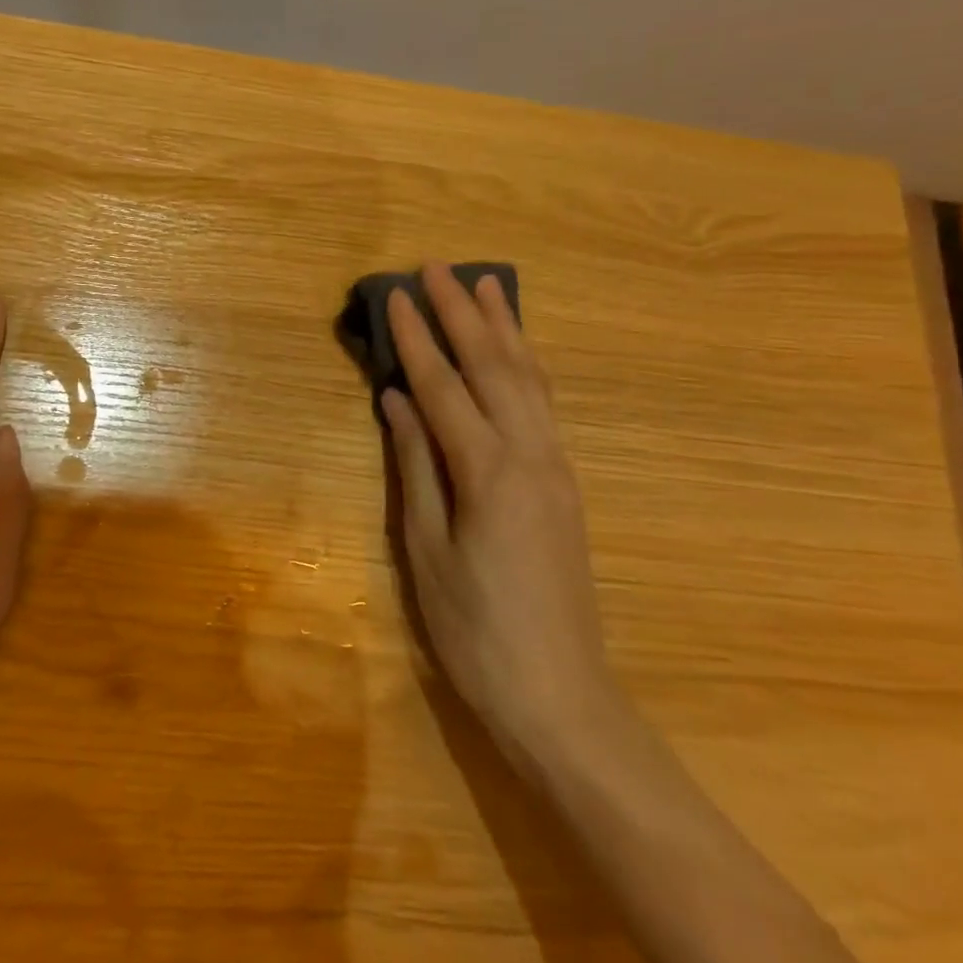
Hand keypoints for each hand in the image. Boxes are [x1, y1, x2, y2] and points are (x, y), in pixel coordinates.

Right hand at [381, 263, 615, 763]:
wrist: (560, 695)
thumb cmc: (475, 628)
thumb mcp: (425, 549)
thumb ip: (413, 466)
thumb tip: (396, 401)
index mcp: (489, 472)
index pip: (444, 387)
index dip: (418, 340)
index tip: (398, 295)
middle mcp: (531, 456)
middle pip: (495, 367)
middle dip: (464, 314)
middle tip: (439, 267)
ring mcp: (557, 468)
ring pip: (530, 380)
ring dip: (504, 329)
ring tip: (486, 285)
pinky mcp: (566, 484)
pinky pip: (544, 406)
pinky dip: (525, 366)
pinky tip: (516, 351)